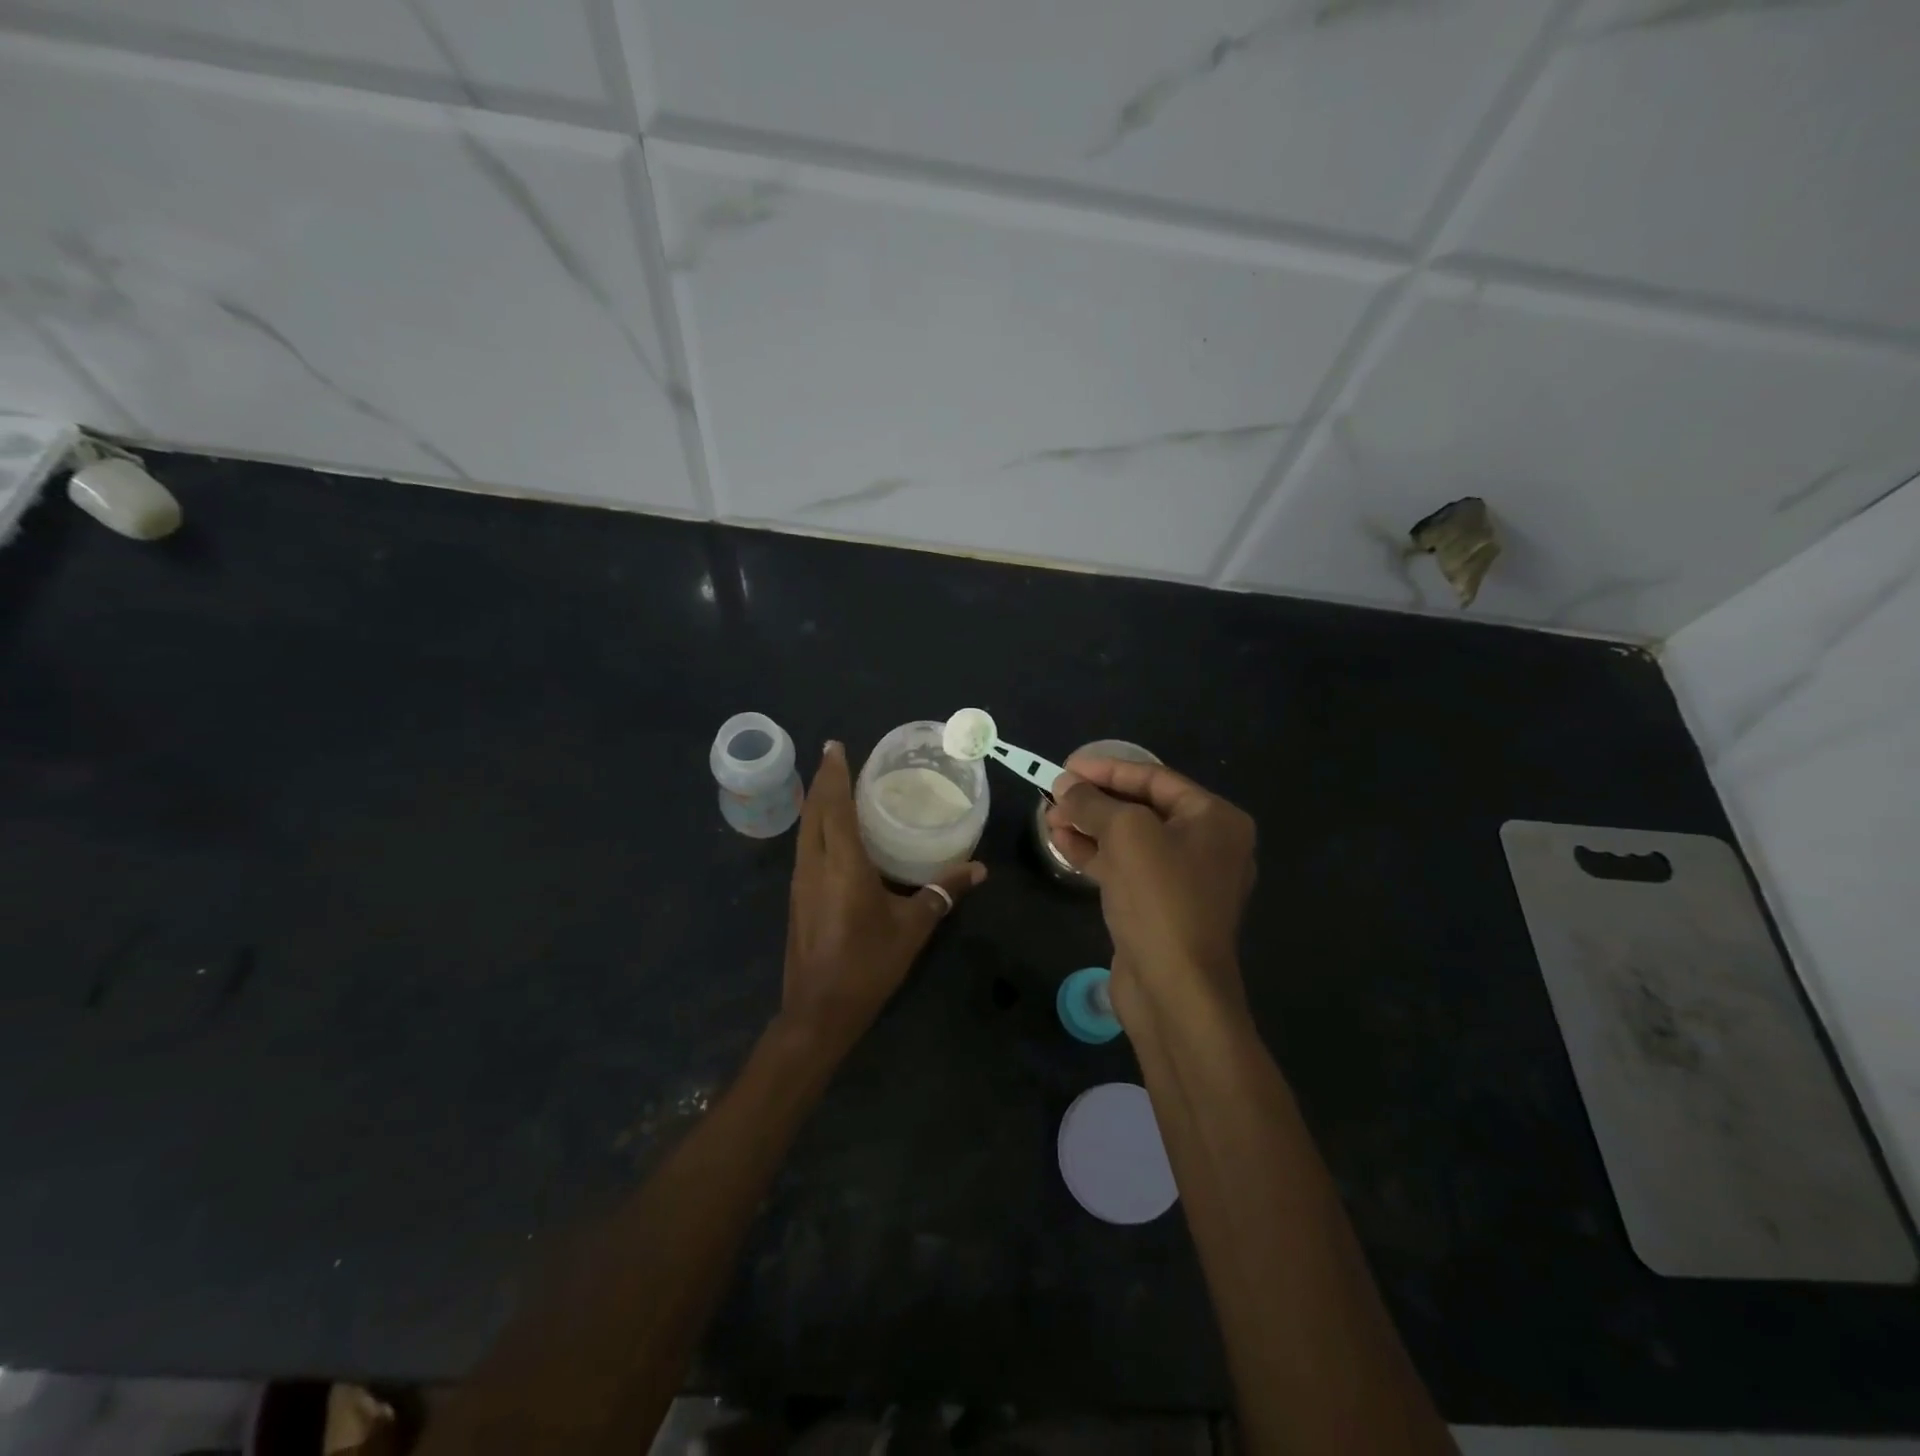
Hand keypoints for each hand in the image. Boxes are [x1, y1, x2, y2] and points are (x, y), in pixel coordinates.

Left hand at [781, 741, 985, 1053]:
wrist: (818, 1011)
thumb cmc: (868, 964)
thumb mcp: (912, 927)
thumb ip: (944, 892)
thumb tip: (978, 869)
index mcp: (841, 863)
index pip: (834, 806)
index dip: (834, 773)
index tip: (835, 746)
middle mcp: (814, 864)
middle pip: (813, 811)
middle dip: (822, 780)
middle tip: (835, 756)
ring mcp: (800, 882)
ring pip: (804, 830)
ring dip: (815, 804)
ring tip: (832, 786)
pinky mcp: (797, 898)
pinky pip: (804, 848)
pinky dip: (814, 827)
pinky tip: (829, 833)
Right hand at [1046, 755, 1256, 1018]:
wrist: (1174, 990)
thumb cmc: (1160, 898)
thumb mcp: (1125, 834)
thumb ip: (1092, 802)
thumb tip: (1063, 785)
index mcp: (1215, 819)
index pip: (1154, 778)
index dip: (1107, 769)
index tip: (1065, 767)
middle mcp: (1207, 844)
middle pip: (1142, 808)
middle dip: (1094, 800)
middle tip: (1053, 795)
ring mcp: (1184, 879)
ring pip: (1130, 840)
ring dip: (1089, 826)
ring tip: (1048, 819)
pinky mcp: (1160, 907)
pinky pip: (1126, 868)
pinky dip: (1095, 855)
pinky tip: (1061, 844)